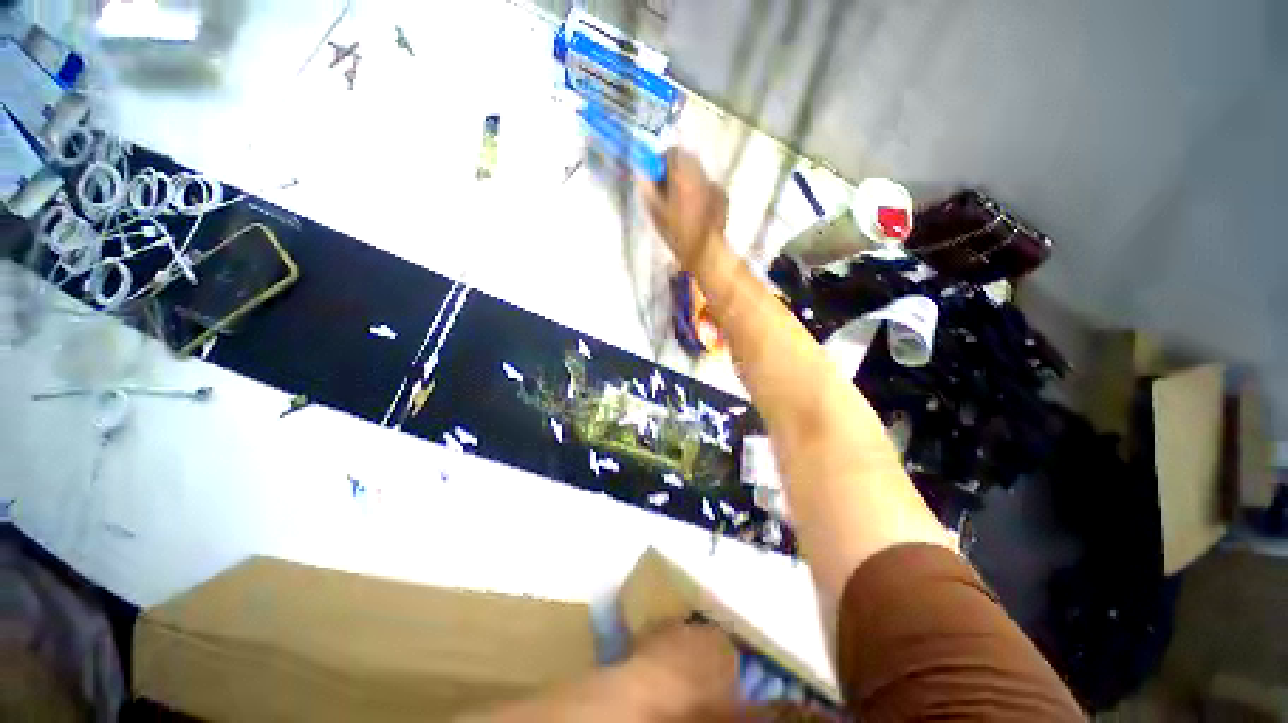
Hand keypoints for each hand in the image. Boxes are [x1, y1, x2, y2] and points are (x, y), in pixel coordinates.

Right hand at [638, 149, 729, 269]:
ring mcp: (714, 184)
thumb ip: (648, 188)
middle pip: (687, 160)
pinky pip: (709, 187)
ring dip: (689, 180)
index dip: (662, 163)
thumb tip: (643, 174)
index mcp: (683, 173)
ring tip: (682, 202)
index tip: (657, 177)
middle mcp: (701, 173)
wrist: (703, 250)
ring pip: (698, 173)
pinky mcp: (723, 196)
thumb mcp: (655, 210)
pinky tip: (697, 210)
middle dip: (676, 170)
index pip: (672, 152)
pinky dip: (702, 192)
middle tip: (668, 190)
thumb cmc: (676, 231)